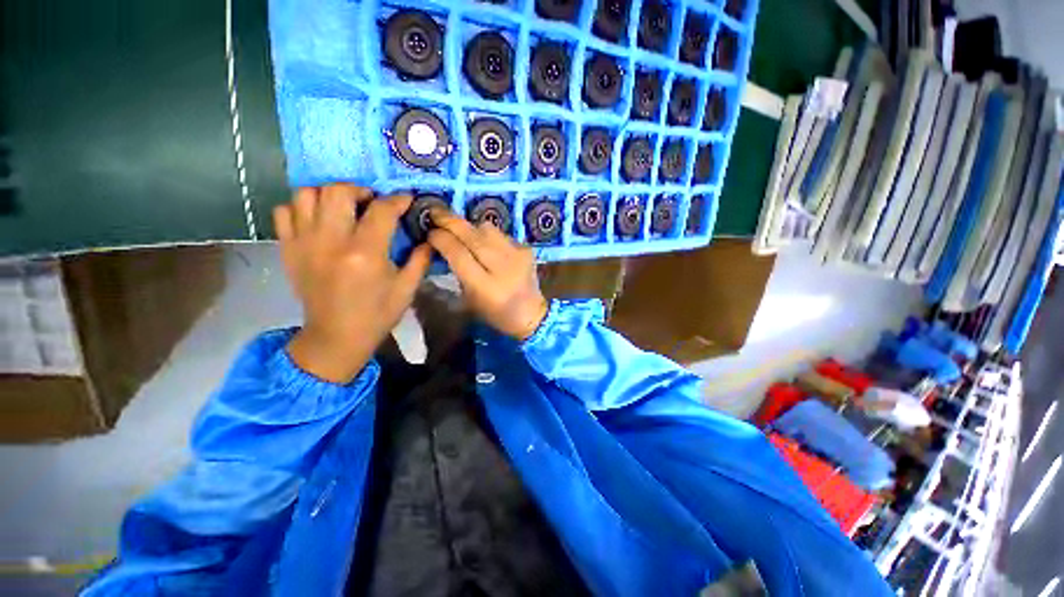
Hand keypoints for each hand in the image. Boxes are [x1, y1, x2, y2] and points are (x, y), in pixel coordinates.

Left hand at [273, 184, 431, 382]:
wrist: (336, 336)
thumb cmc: (377, 314)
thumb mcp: (407, 288)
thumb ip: (420, 259)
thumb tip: (429, 237)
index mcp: (366, 253)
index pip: (381, 210)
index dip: (397, 200)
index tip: (406, 200)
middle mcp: (331, 241)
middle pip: (338, 190)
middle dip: (360, 190)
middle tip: (371, 202)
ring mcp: (304, 243)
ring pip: (307, 194)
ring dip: (329, 194)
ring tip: (344, 208)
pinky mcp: (288, 249)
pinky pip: (285, 211)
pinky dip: (302, 208)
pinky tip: (319, 220)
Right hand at [427, 210, 547, 340]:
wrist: (530, 313)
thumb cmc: (495, 312)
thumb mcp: (469, 299)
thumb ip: (457, 271)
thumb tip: (444, 244)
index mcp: (485, 286)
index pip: (458, 253)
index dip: (441, 239)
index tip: (431, 233)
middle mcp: (502, 267)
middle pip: (472, 235)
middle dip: (450, 221)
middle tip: (436, 213)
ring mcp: (517, 255)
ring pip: (487, 228)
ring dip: (470, 227)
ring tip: (461, 231)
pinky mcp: (526, 249)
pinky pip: (500, 234)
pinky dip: (488, 235)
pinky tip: (484, 243)